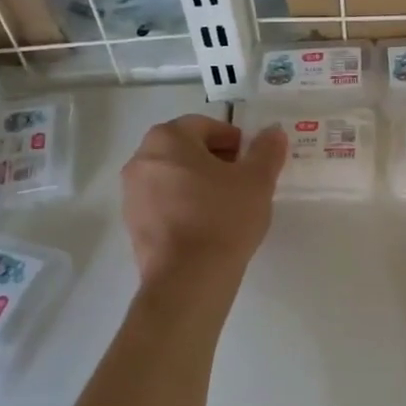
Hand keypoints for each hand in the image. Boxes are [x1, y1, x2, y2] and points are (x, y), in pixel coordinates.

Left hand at [121, 116, 286, 283]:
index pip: (205, 126)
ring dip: (198, 183)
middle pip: (185, 149)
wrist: (188, 279)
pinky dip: (183, 206)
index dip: (233, 139)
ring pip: (172, 177)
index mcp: (168, 139)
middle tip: (242, 180)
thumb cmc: (223, 218)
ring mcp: (132, 194)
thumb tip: (273, 131)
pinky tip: (206, 226)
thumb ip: (266, 150)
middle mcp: (141, 159)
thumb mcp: (256, 180)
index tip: (252, 160)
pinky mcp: (132, 224)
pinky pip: (163, 203)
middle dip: (214, 160)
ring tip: (226, 205)